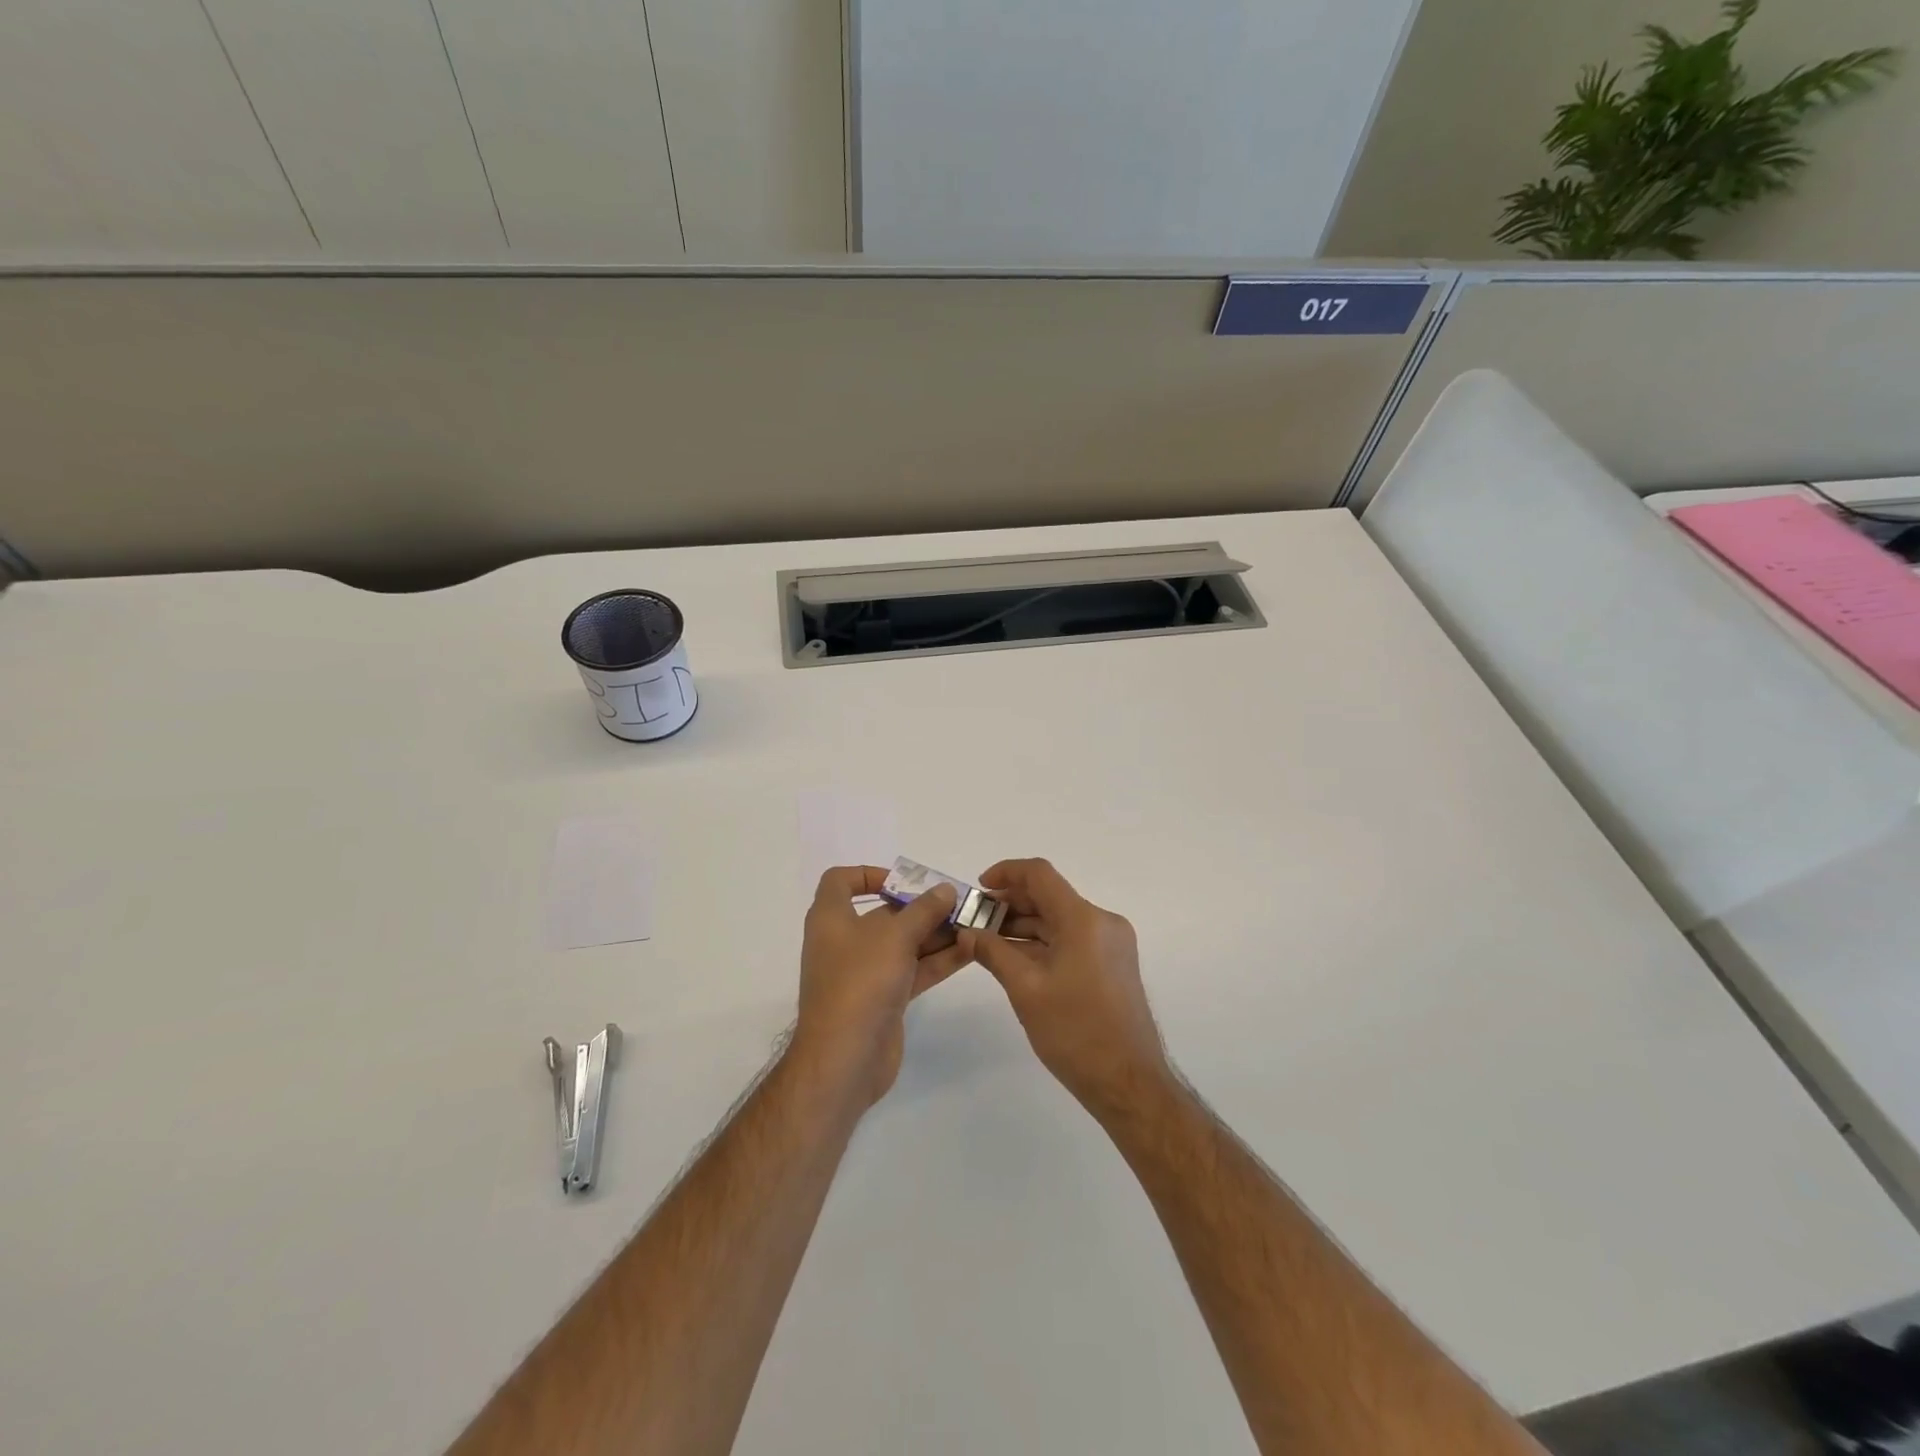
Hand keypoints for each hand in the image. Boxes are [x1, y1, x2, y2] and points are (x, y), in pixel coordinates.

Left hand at [792, 866, 969, 1105]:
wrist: (844, 1059)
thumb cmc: (860, 982)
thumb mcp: (894, 937)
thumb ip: (923, 911)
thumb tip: (945, 890)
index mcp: (831, 919)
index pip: (840, 882)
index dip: (869, 874)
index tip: (904, 881)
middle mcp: (845, 942)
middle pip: (884, 913)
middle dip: (921, 907)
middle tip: (959, 903)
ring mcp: (864, 973)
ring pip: (904, 944)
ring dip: (936, 933)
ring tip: (974, 924)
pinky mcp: (883, 999)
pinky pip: (913, 970)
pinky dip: (938, 960)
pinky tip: (970, 950)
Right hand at [959, 859, 1168, 1119]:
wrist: (1128, 1083)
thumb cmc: (1075, 1032)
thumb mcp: (1026, 990)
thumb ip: (993, 953)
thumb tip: (967, 933)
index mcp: (1084, 919)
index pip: (1040, 875)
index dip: (1006, 873)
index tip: (978, 889)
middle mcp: (1102, 922)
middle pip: (1049, 897)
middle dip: (1010, 904)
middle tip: (975, 922)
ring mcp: (1111, 943)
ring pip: (1059, 920)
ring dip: (1024, 926)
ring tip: (987, 942)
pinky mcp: (1112, 964)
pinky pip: (1071, 939)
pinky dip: (1042, 943)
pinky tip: (1015, 959)